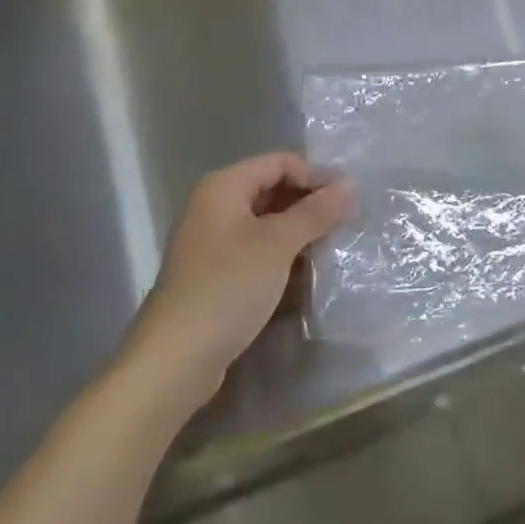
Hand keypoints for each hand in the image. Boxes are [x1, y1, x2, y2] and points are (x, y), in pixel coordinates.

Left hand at [126, 153, 352, 406]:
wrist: (175, 360)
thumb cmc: (227, 288)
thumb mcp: (278, 244)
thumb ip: (315, 212)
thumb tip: (349, 185)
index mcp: (223, 187)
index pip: (279, 162)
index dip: (315, 175)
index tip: (348, 199)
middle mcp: (214, 207)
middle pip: (272, 189)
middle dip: (308, 204)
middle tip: (344, 224)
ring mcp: (213, 243)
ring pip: (266, 223)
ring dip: (298, 232)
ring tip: (330, 248)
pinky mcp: (216, 275)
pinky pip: (257, 251)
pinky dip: (282, 256)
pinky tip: (305, 273)